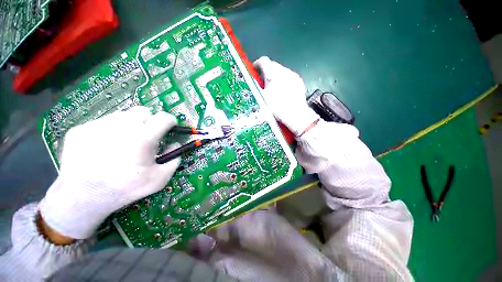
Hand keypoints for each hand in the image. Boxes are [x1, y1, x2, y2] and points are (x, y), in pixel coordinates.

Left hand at [39, 106, 179, 239]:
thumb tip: (175, 144)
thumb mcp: (159, 179)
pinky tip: (103, 149)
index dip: (170, 121)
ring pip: (122, 116)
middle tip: (146, 136)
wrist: (83, 198)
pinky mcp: (81, 129)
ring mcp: (98, 125)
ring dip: (129, 126)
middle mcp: (122, 126)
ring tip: (123, 143)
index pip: (164, 117)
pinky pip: (101, 124)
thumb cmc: (126, 188)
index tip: (169, 128)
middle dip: (149, 121)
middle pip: (143, 111)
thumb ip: (174, 159)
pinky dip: (108, 132)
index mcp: (144, 137)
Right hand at [253, 56, 318, 135]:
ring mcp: (293, 75)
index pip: (263, 61)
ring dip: (275, 76)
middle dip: (266, 71)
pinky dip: (284, 80)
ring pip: (281, 71)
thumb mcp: (261, 98)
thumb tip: (251, 79)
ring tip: (273, 88)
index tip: (254, 72)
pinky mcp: (299, 81)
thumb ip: (255, 86)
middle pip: (272, 65)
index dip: (256, 65)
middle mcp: (284, 71)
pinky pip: (289, 76)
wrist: (295, 115)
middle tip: (262, 82)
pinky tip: (283, 91)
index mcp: (272, 73)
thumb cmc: (276, 107)